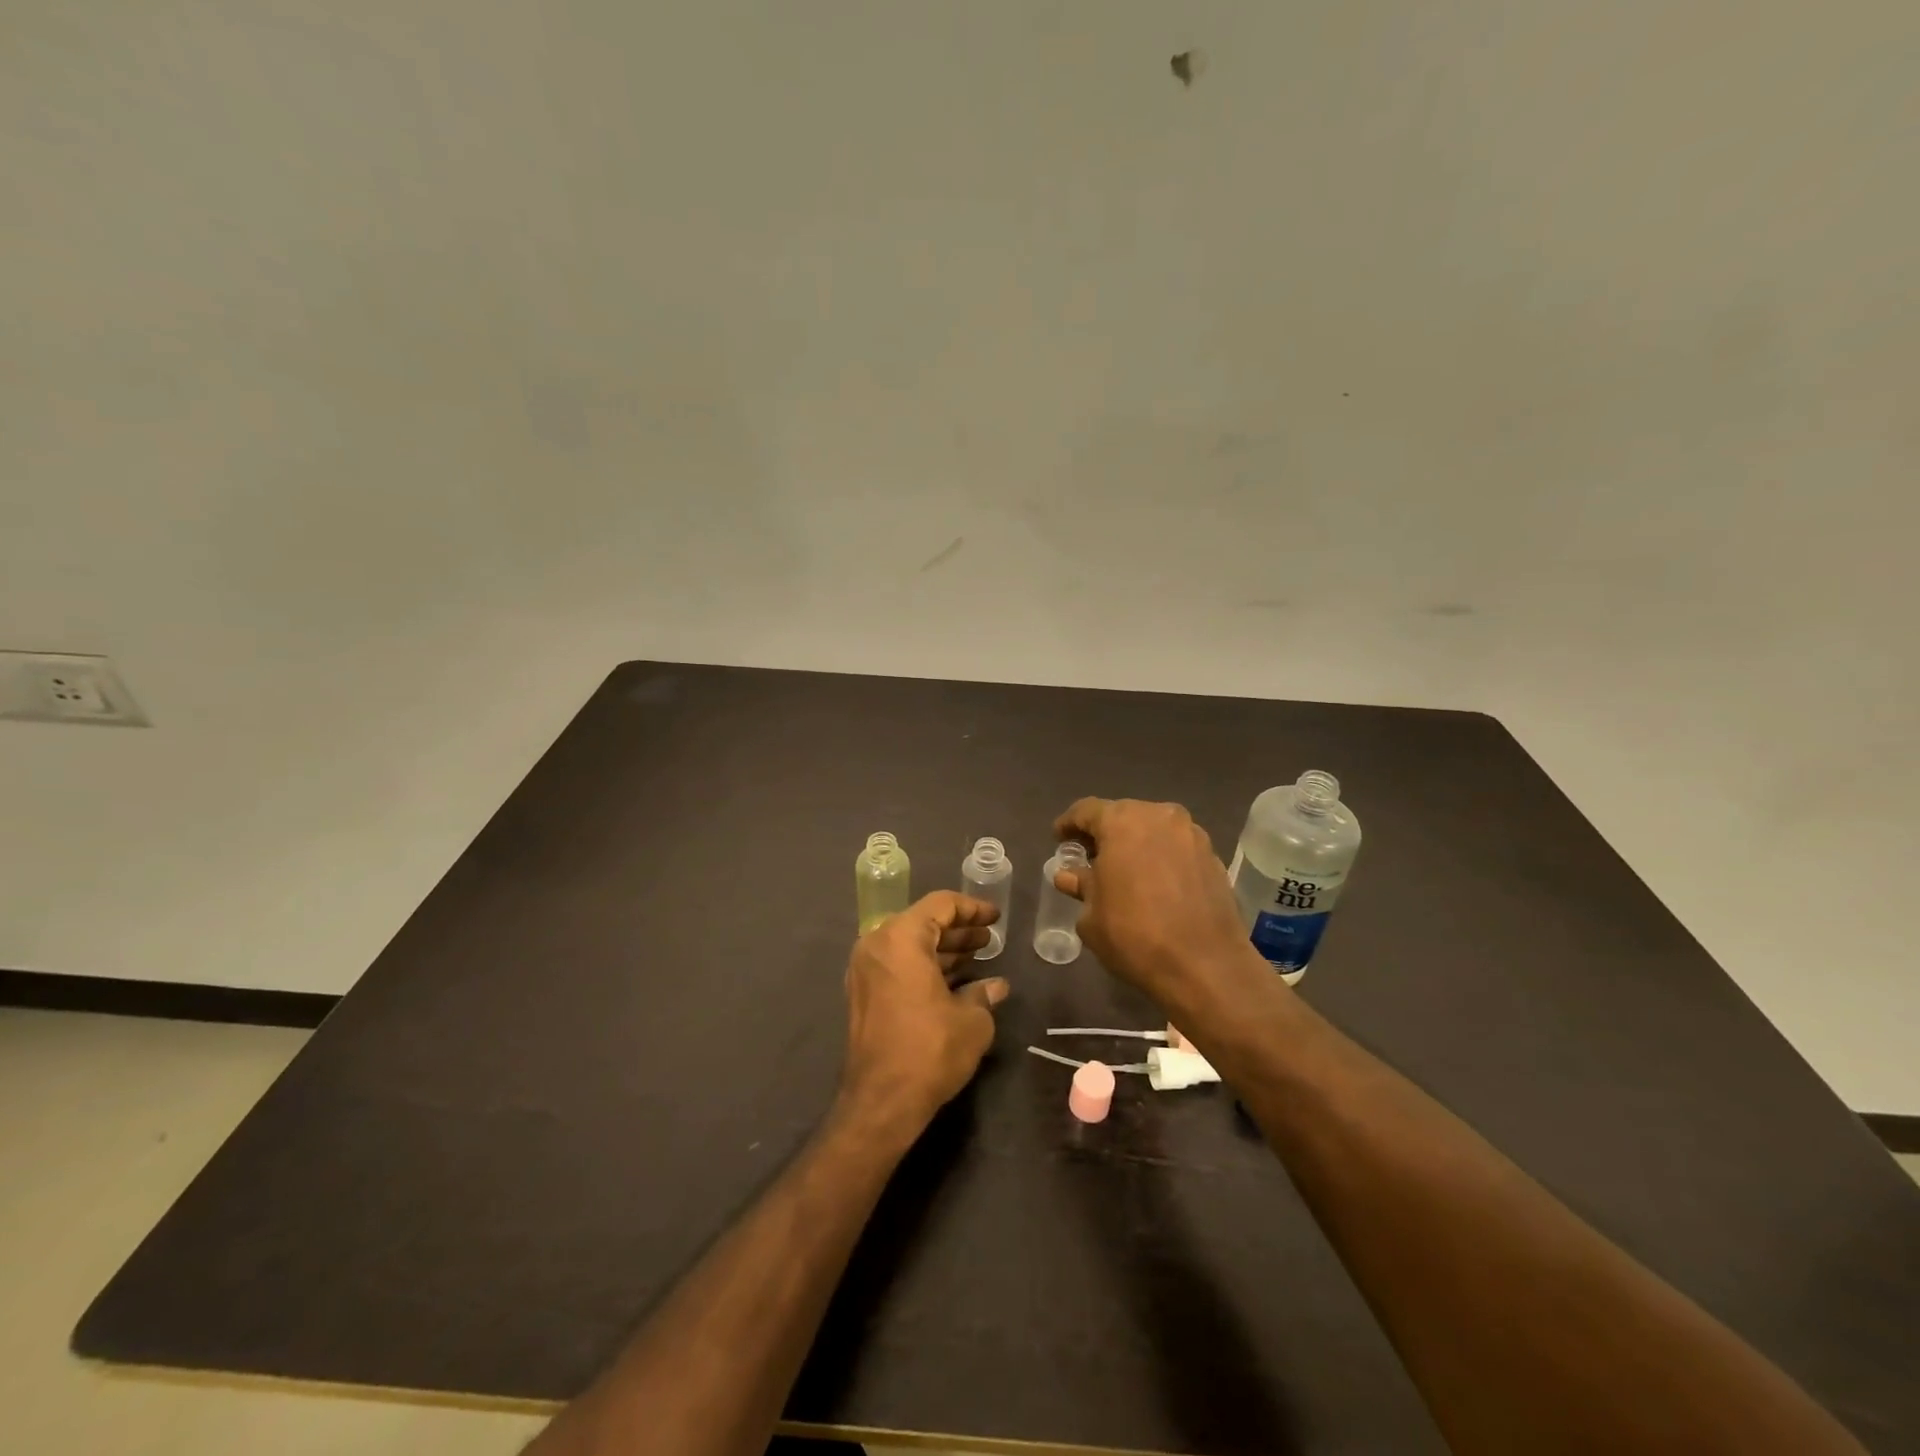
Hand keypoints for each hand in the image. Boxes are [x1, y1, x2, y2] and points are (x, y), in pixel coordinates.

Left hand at [837, 891, 1008, 1142]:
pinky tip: (953, 980)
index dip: (972, 908)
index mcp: (901, 937)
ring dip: (942, 949)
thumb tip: (996, 986)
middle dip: (958, 929)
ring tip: (977, 956)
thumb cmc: (930, 1049)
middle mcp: (877, 945)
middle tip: (989, 938)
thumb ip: (983, 993)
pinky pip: (897, 965)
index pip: (940, 905)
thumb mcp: (971, 1020)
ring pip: (909, 945)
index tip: (996, 917)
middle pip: (922, 922)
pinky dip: (924, 966)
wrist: (881, 1102)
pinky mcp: (863, 994)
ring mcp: (865, 970)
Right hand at [1052, 797, 1269, 1008]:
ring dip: (1135, 844)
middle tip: (1089, 857)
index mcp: (1122, 821)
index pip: (1086, 810)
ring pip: (1153, 829)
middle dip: (1104, 833)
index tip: (1059, 839)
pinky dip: (1160, 857)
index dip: (1068, 824)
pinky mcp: (1213, 857)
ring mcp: (1191, 834)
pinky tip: (1154, 882)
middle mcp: (1159, 816)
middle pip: (1122, 815)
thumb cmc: (1134, 935)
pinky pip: (1176, 847)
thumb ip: (1081, 886)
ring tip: (1123, 870)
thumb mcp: (1091, 915)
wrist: (1206, 966)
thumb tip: (1070, 875)